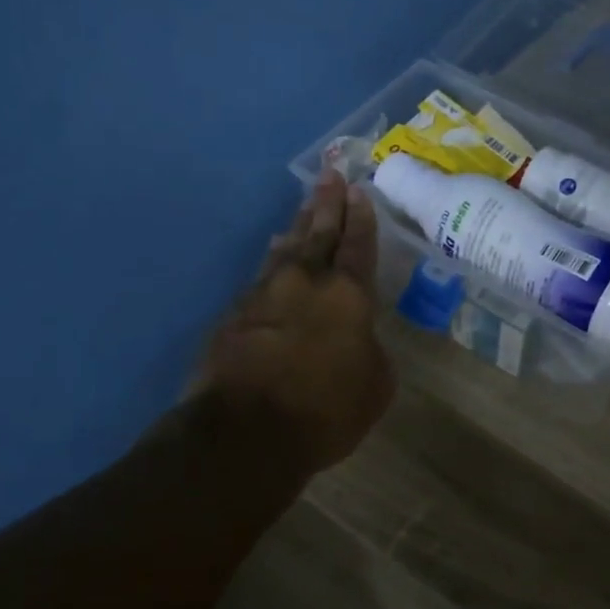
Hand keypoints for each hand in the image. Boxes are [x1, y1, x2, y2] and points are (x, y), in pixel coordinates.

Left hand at [188, 170, 394, 472]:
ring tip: (302, 210)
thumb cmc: (326, 410)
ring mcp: (264, 295)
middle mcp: (305, 283)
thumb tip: (357, 339)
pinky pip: (260, 276)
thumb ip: (371, 352)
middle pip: (318, 233)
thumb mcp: (375, 386)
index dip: (361, 218)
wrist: (245, 432)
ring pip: (285, 250)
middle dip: (327, 204)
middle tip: (330, 175)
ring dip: (296, 227)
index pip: (358, 246)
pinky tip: (272, 257)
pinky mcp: (234, 315)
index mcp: (347, 296)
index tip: (358, 191)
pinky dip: (271, 262)